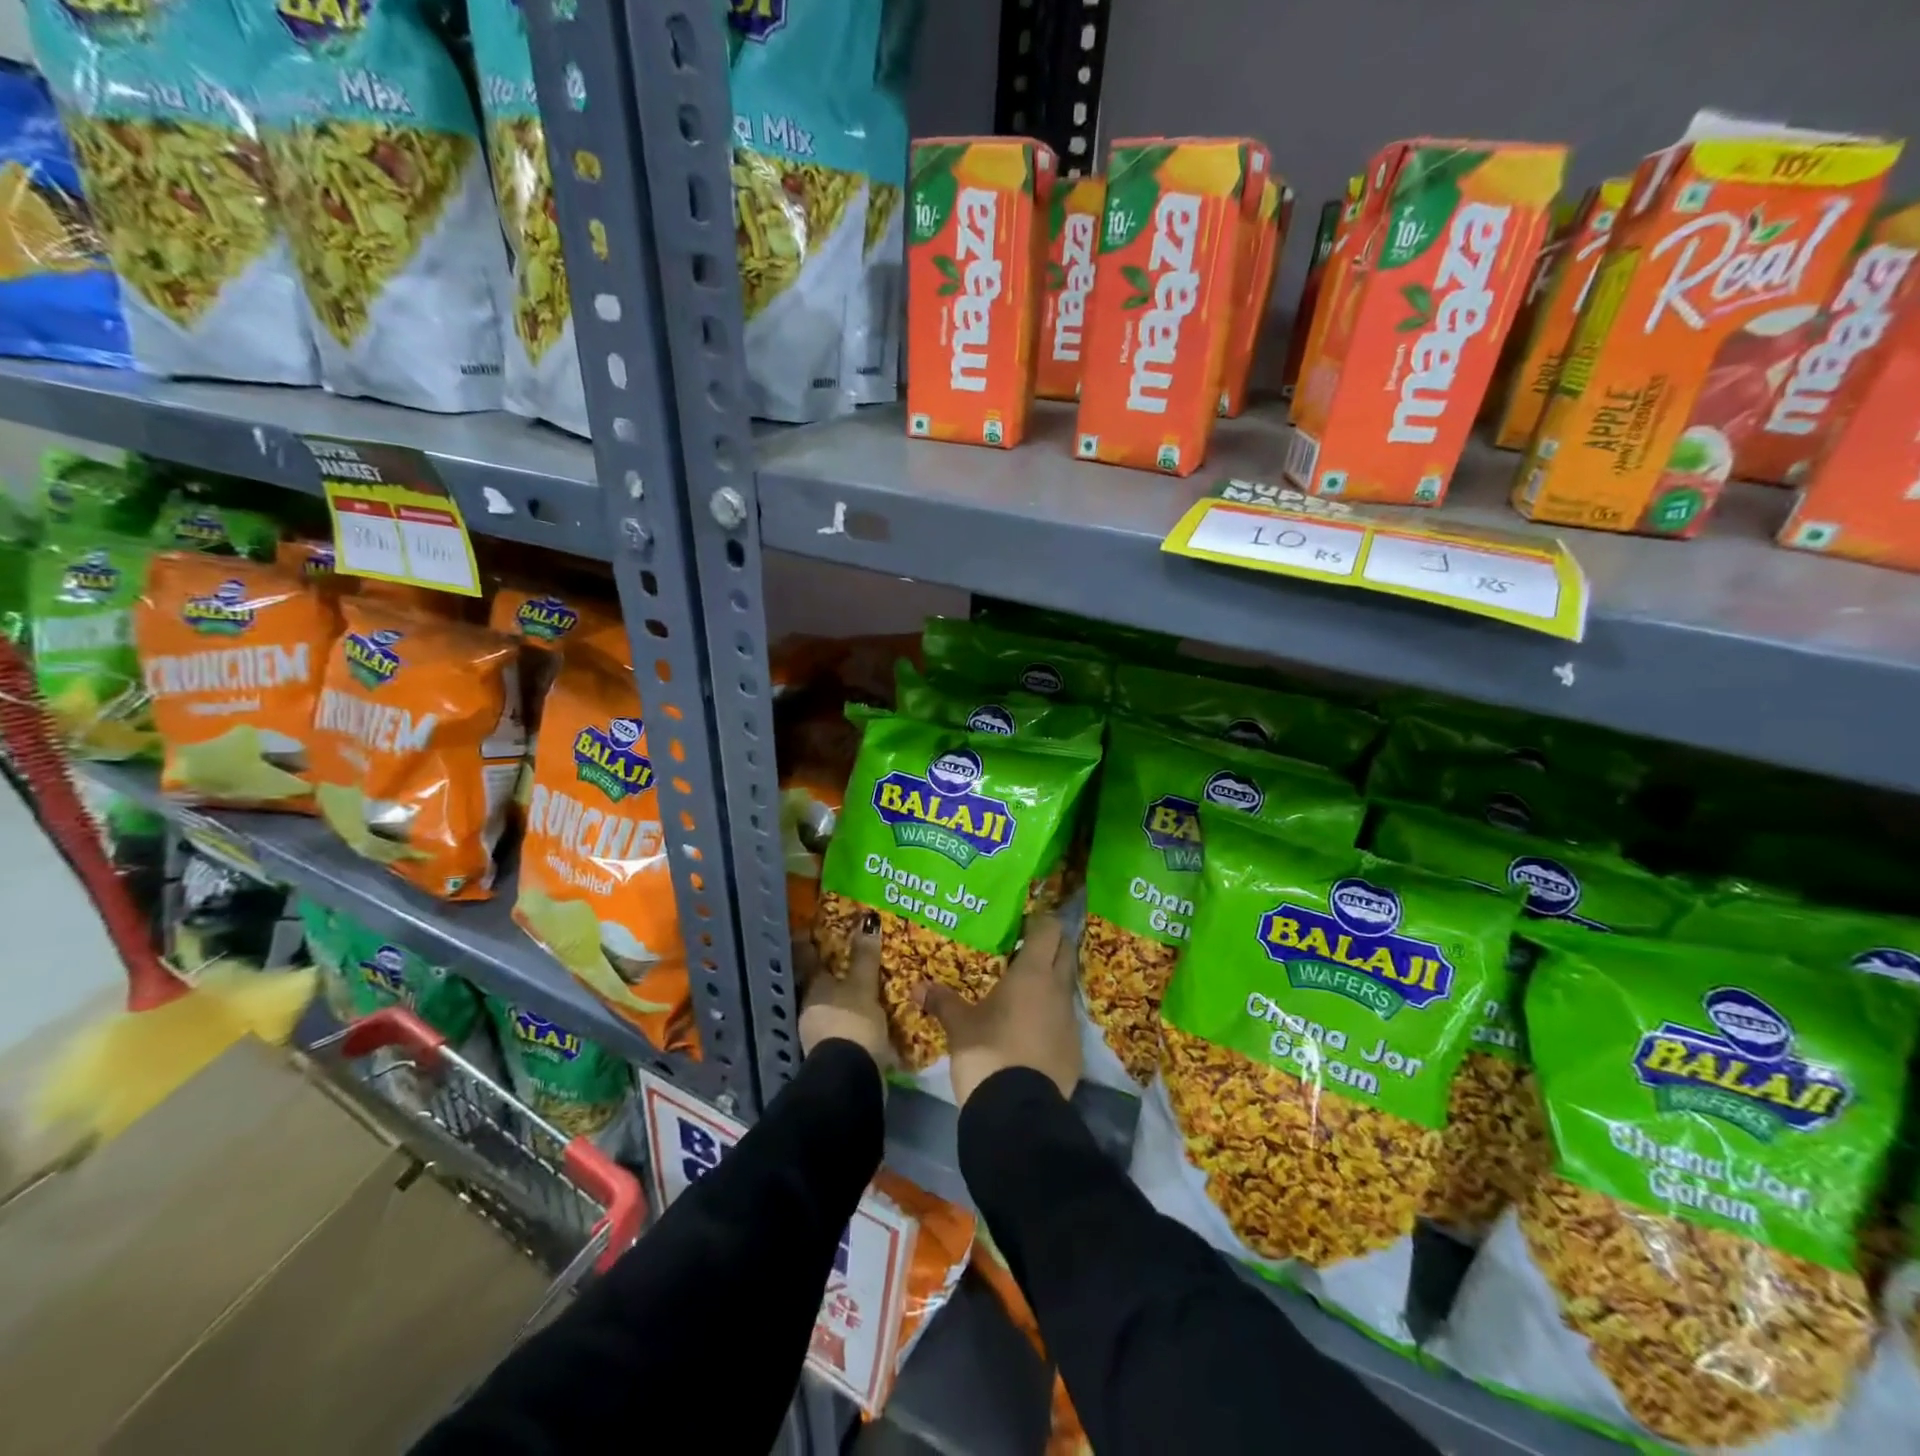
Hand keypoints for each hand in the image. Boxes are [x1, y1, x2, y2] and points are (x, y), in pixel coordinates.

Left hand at [797, 910, 891, 1066]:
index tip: (813, 928)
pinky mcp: (834, 1054)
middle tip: (850, 956)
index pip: (807, 958)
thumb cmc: (852, 1022)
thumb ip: (865, 957)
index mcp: (813, 988)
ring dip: (845, 998)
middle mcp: (810, 1008)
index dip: (809, 942)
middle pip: (820, 984)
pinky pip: (845, 1026)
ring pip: (832, 1006)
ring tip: (865, 987)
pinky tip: (870, 1017)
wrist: (851, 1079)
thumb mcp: (863, 986)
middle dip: (833, 973)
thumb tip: (868, 921)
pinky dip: (854, 1019)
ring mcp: (819, 1034)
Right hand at [914, 912, 1080, 1106]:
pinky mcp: (1075, 1049)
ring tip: (1025, 990)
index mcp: (1032, 974)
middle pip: (1065, 952)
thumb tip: (918, 987)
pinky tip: (1032, 1029)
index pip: (1048, 930)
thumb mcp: (959, 1026)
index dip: (1040, 921)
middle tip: (1026, 947)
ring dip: (1052, 982)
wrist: (1017, 1111)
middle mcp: (1058, 990)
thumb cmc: (987, 1053)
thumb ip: (942, 1001)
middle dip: (1051, 945)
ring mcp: (1070, 1021)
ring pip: (1066, 987)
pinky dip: (1052, 1017)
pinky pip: (1065, 1020)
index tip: (1024, 921)